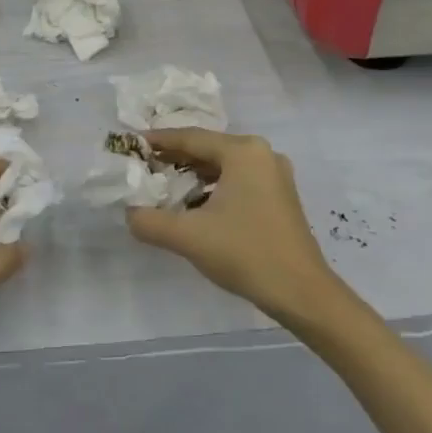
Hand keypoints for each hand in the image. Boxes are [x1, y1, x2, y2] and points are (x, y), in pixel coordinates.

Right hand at [127, 129, 337, 325]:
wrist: (302, 294)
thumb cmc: (246, 253)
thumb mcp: (188, 237)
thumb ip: (149, 221)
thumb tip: (129, 213)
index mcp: (243, 151)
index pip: (190, 138)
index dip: (158, 141)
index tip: (131, 145)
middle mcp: (261, 154)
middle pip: (207, 149)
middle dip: (174, 158)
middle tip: (143, 167)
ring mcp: (274, 175)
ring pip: (223, 165)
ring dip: (193, 174)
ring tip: (163, 186)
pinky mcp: (280, 196)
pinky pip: (237, 180)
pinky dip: (213, 187)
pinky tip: (194, 205)